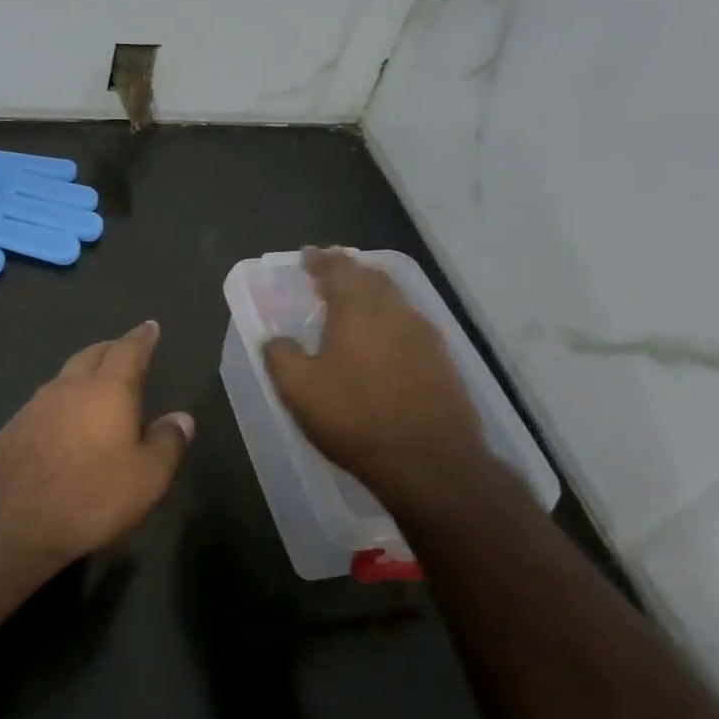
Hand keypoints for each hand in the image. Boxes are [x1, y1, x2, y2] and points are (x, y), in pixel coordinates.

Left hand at [0, 320, 193, 564]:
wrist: (12, 520)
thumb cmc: (91, 496)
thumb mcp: (147, 477)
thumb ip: (167, 443)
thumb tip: (182, 418)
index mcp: (106, 389)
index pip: (128, 350)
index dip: (142, 338)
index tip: (150, 326)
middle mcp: (68, 386)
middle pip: (92, 355)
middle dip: (111, 349)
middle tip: (124, 350)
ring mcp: (35, 405)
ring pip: (64, 377)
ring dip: (83, 375)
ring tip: (94, 385)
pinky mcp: (12, 427)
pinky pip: (44, 403)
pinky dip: (61, 403)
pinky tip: (62, 422)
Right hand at [264, 248, 491, 519]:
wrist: (430, 463)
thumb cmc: (355, 418)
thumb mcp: (298, 389)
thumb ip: (280, 355)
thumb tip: (276, 338)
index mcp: (357, 309)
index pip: (337, 269)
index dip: (319, 260)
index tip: (307, 255)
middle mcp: (395, 311)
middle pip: (372, 277)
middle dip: (349, 270)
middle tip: (330, 272)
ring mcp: (425, 336)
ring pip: (395, 300)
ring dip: (372, 294)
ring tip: (354, 303)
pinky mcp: (442, 362)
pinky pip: (409, 326)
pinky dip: (389, 321)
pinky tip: (382, 341)